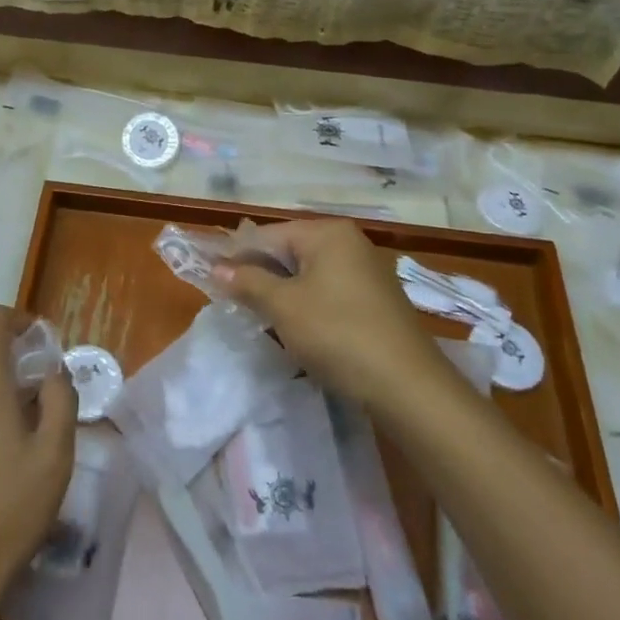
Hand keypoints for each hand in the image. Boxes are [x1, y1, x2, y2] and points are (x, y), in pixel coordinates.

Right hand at [214, 217, 445, 404]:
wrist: (408, 386)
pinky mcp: (376, 301)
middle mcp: (350, 243)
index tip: (211, 277)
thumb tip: (217, 267)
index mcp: (328, 233)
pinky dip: (308, 305)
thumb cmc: (337, 334)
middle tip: (234, 300)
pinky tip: (296, 330)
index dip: (237, 255)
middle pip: (290, 251)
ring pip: (309, 274)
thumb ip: (248, 282)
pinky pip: (329, 292)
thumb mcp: (283, 307)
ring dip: (283, 293)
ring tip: (260, 317)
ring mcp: (367, 271)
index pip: (268, 234)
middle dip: (261, 275)